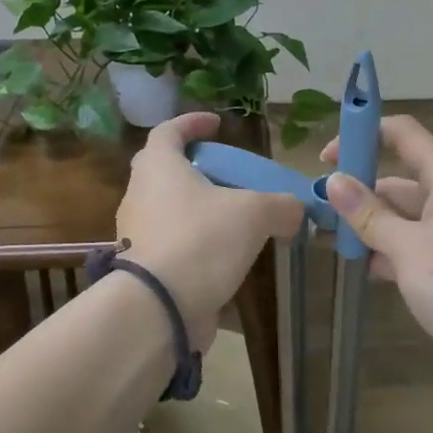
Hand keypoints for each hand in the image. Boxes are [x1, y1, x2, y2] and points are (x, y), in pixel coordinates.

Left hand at [114, 111, 305, 347]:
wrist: (157, 310)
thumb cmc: (201, 241)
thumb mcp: (254, 213)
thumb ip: (281, 205)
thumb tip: (296, 210)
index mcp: (158, 167)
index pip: (169, 130)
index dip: (192, 122)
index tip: (217, 124)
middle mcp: (139, 194)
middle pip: (165, 169)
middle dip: (196, 167)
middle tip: (227, 174)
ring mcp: (136, 234)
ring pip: (168, 209)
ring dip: (198, 208)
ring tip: (234, 219)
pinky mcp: (142, 269)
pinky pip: (171, 243)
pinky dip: (195, 243)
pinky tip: (223, 257)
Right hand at [321, 115, 432, 407]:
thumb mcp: (409, 248)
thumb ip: (369, 214)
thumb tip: (333, 181)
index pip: (403, 133)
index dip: (364, 134)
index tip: (326, 158)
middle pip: (397, 177)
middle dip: (359, 189)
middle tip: (319, 209)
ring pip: (400, 215)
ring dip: (369, 224)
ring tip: (329, 239)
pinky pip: (409, 244)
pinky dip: (386, 251)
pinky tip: (362, 269)